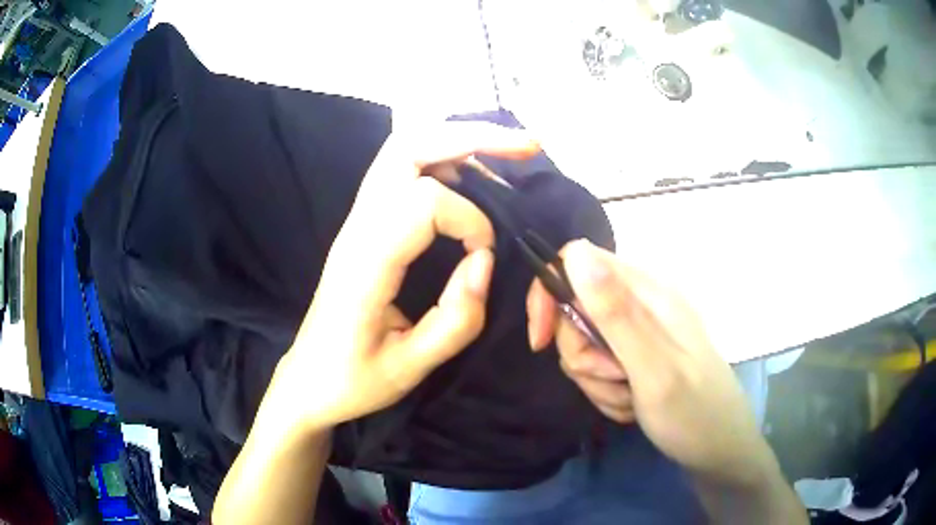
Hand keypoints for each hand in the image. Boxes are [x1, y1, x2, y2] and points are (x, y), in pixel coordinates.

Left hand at [273, 122, 539, 432]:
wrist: (307, 380)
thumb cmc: (351, 381)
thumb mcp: (409, 368)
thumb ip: (455, 319)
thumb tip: (485, 261)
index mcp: (365, 263)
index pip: (424, 202)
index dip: (471, 222)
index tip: (485, 259)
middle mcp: (357, 228)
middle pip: (407, 147)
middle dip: (472, 137)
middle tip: (526, 146)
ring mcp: (357, 221)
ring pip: (402, 149)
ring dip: (458, 141)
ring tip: (505, 155)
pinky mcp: (363, 225)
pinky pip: (401, 170)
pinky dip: (444, 159)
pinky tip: (471, 178)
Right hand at [527, 239, 778, 486]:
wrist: (719, 450)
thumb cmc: (694, 413)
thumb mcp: (654, 368)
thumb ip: (615, 313)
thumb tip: (575, 253)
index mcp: (649, 293)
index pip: (578, 262)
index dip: (550, 294)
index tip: (541, 342)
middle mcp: (643, 304)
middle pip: (576, 311)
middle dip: (583, 355)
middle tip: (615, 379)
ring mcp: (641, 333)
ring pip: (586, 346)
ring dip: (598, 380)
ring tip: (631, 399)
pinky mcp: (638, 358)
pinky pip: (600, 369)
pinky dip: (608, 392)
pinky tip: (633, 405)